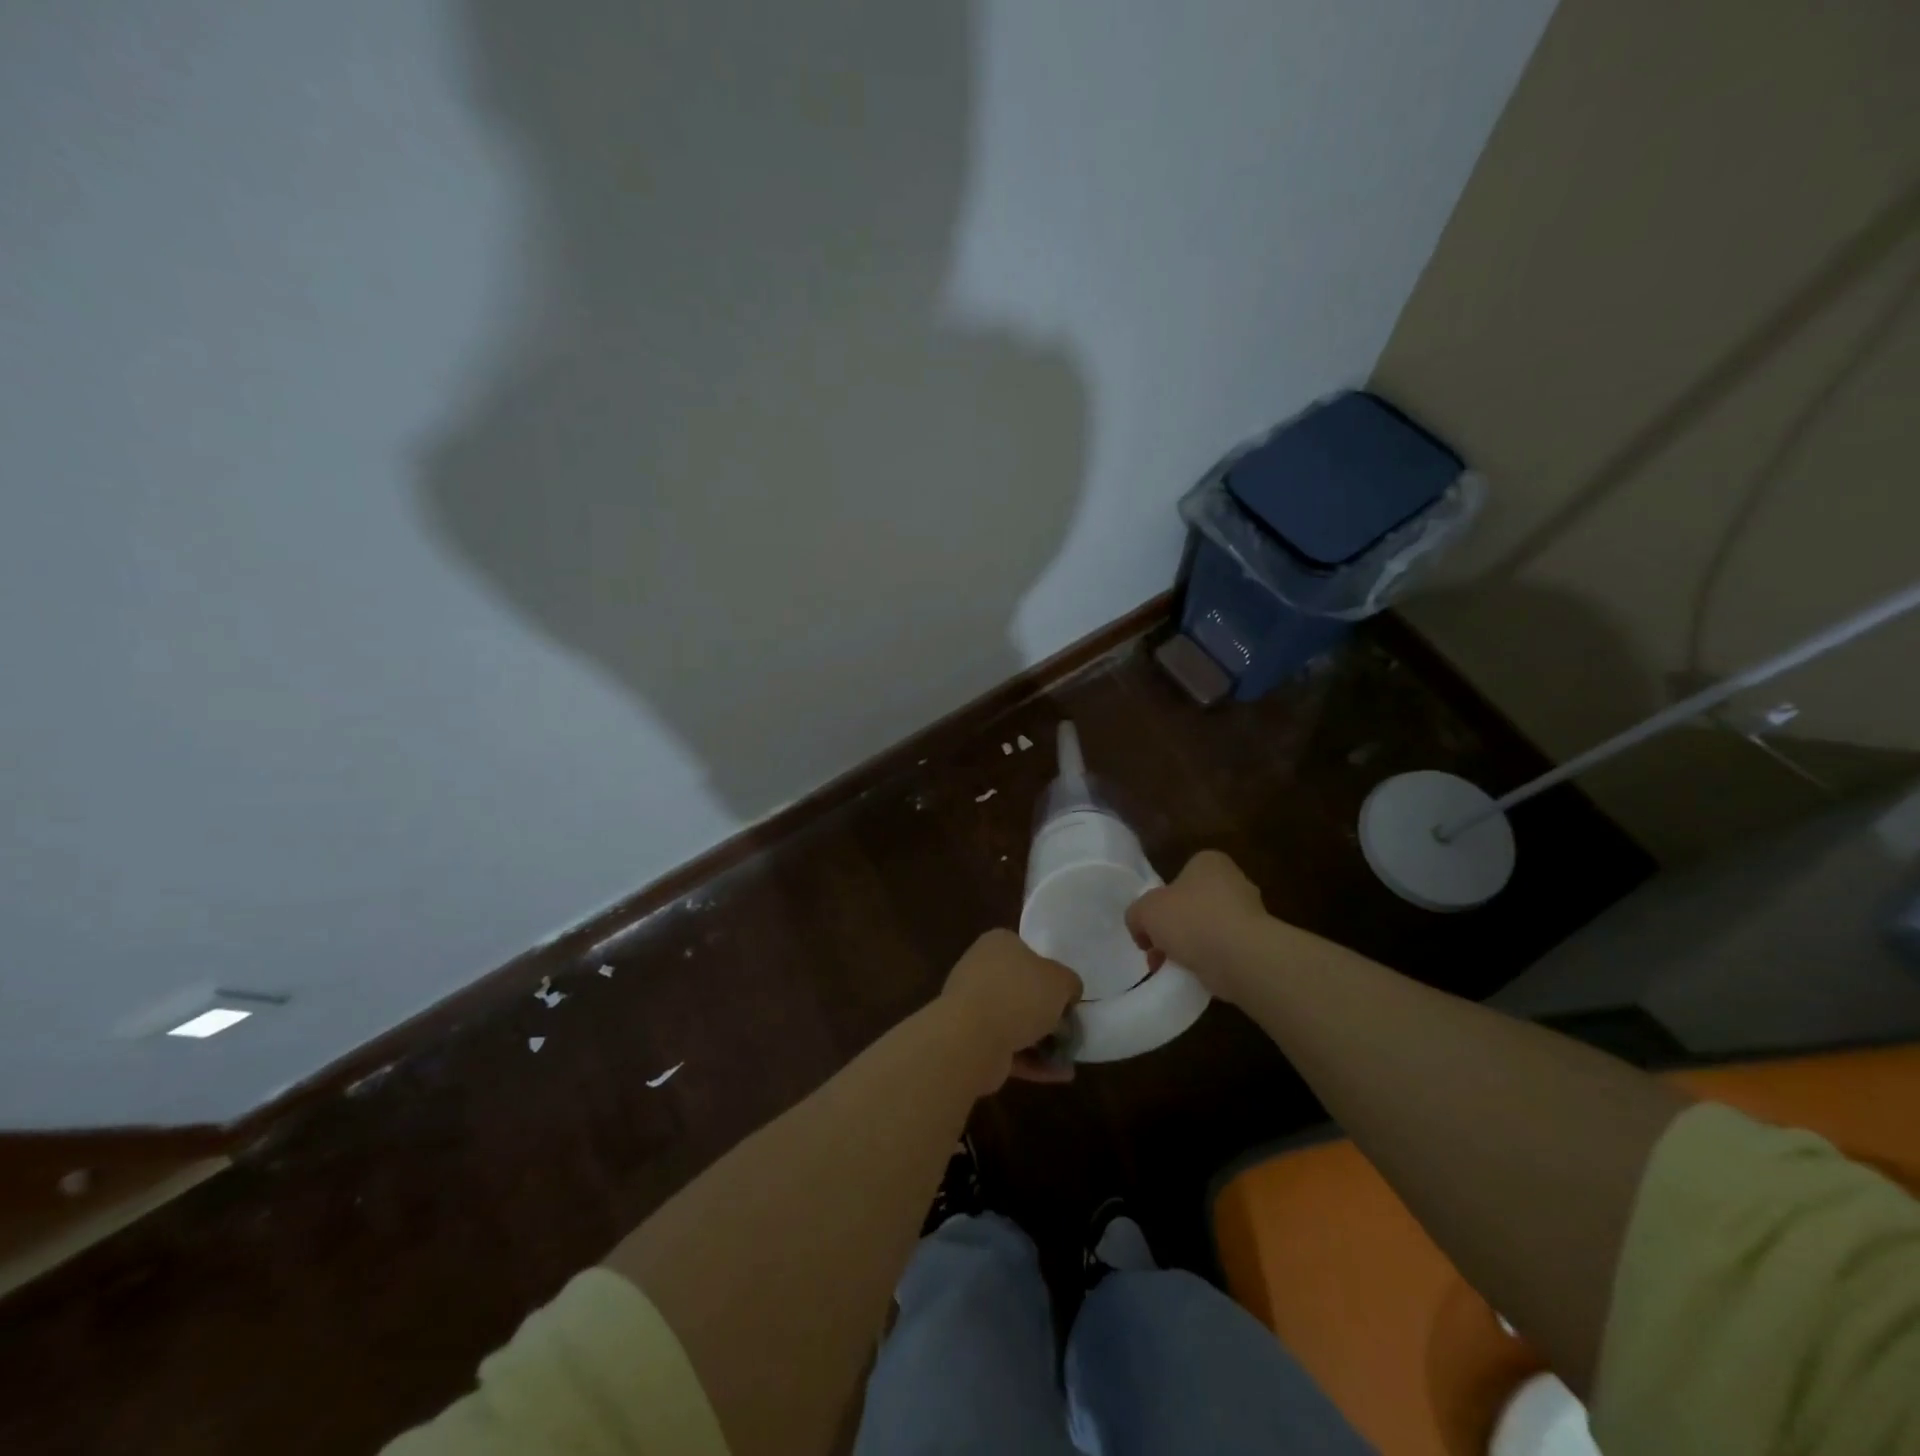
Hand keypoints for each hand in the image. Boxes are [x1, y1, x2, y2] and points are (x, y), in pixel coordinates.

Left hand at [940, 929, 1082, 1089]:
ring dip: (1041, 1040)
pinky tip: (1059, 1074)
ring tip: (1069, 1057)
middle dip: (1045, 1011)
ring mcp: (972, 1006)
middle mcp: (981, 969)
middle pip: (1021, 988)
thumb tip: (1068, 992)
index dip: (1050, 973)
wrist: (972, 1037)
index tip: (1068, 995)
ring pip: (1014, 1021)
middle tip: (1070, 1028)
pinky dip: (1032, 1061)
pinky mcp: (971, 1040)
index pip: (1027, 952)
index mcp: (998, 944)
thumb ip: (1069, 983)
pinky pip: (1007, 1048)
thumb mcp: (1061, 980)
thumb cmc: (1019, 995)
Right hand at [1125, 850, 1268, 1003]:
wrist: (1242, 958)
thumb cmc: (1192, 920)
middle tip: (1157, 951)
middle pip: (1192, 905)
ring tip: (1172, 969)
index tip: (1150, 926)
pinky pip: (1224, 951)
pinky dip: (1209, 963)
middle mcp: (1234, 882)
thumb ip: (1136, 915)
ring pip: (1208, 930)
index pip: (1178, 877)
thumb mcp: (1145, 910)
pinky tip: (1195, 976)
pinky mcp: (1258, 944)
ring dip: (1189, 948)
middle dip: (1173, 929)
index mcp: (1209, 862)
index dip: (1159, 902)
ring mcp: (1250, 914)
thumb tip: (1142, 930)